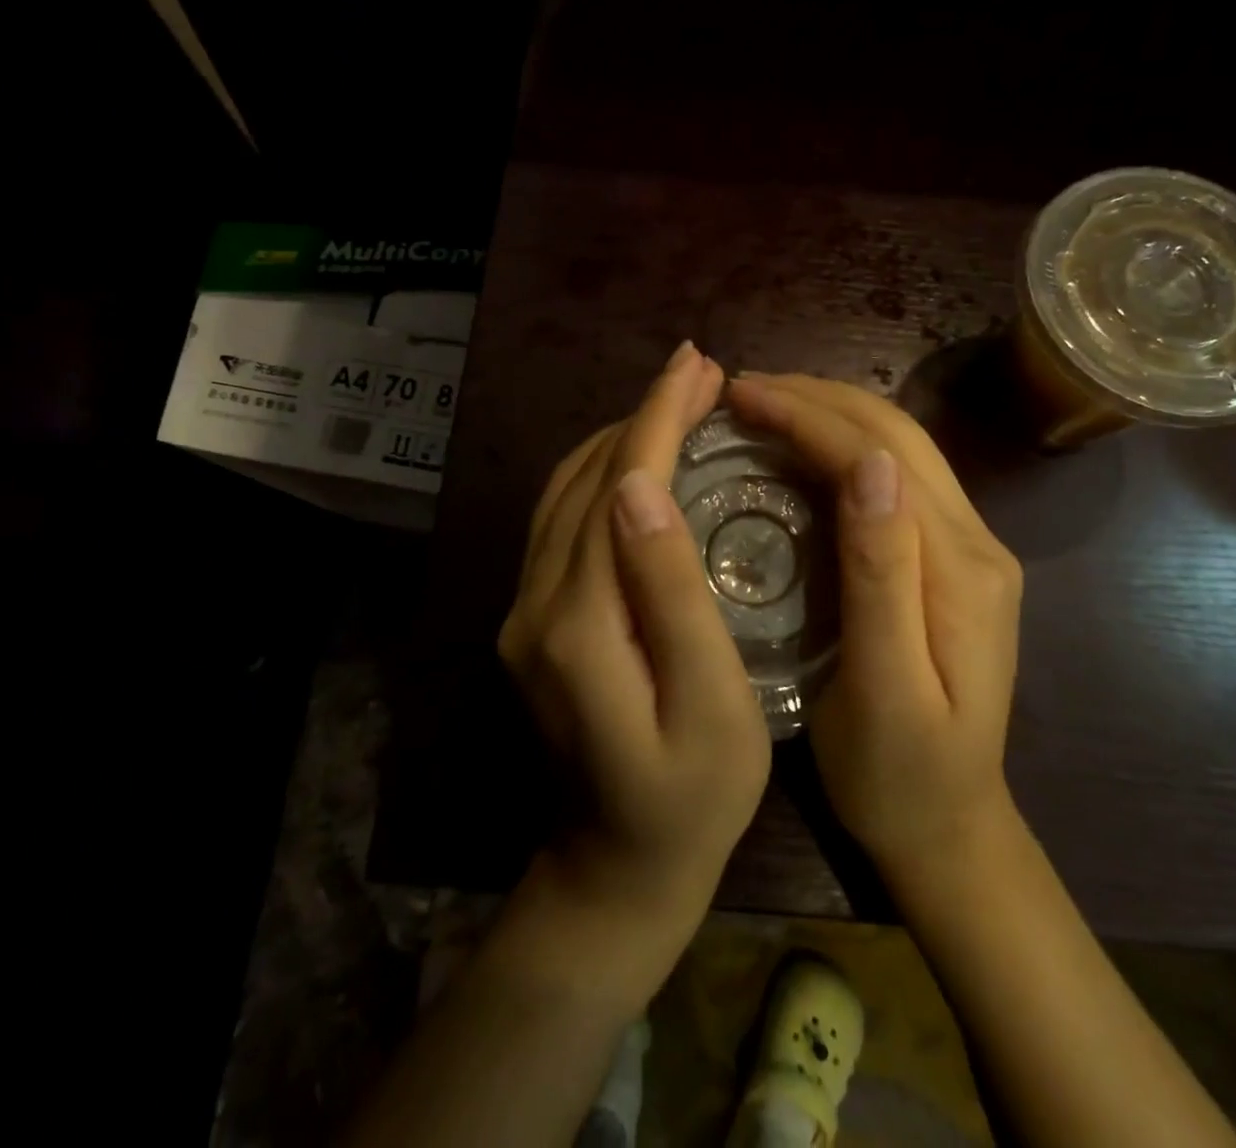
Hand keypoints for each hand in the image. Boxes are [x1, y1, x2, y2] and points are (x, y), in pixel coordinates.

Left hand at [499, 342, 771, 961]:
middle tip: (700, 373)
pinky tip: (638, 462)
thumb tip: (643, 488)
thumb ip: (672, 595)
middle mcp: (536, 602)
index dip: (658, 418)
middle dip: (644, 415)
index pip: (620, 486)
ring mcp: (525, 610)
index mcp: (580, 620)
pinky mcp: (532, 619)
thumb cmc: (691, 797)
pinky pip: (562, 521)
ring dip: (621, 438)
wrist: (616, 868)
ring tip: (676, 403)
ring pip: (567, 492)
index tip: (698, 365)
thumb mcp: (710, 705)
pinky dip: (601, 475)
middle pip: (589, 478)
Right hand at [727, 374, 1023, 885]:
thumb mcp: (884, 689)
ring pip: (898, 446)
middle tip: (743, 388)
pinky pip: (895, 477)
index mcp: (958, 570)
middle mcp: (974, 541)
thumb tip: (869, 465)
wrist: (951, 828)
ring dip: (831, 412)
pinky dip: (843, 444)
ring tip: (765, 403)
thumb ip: (882, 576)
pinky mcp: (950, 560)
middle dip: (818, 397)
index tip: (739, 395)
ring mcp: (968, 547)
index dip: (808, 416)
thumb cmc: (899, 775)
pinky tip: (801, 447)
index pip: (878, 457)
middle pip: (896, 435)